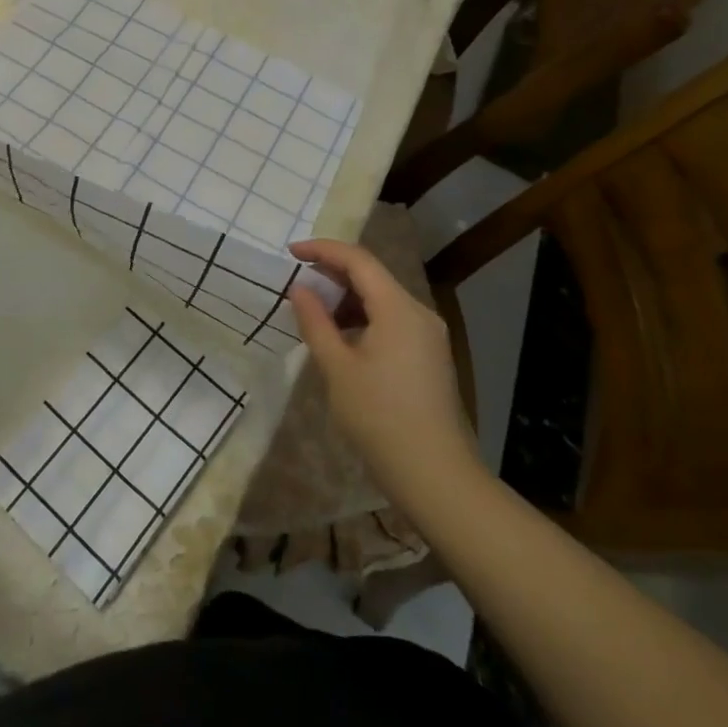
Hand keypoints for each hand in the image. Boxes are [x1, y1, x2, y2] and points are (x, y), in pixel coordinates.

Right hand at [289, 239, 484, 507]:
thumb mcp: (337, 368)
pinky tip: (342, 338)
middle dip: (333, 273)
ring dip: (347, 298)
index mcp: (398, 308)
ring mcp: (428, 335)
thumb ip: (316, 322)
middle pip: (373, 276)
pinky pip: (392, 320)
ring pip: (383, 299)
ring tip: (314, 311)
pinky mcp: (429, 356)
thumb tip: (300, 289)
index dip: (322, 250)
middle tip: (297, 283)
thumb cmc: (380, 418)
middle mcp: (419, 313)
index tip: (291, 253)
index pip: (358, 259)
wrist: (436, 476)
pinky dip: (364, 318)